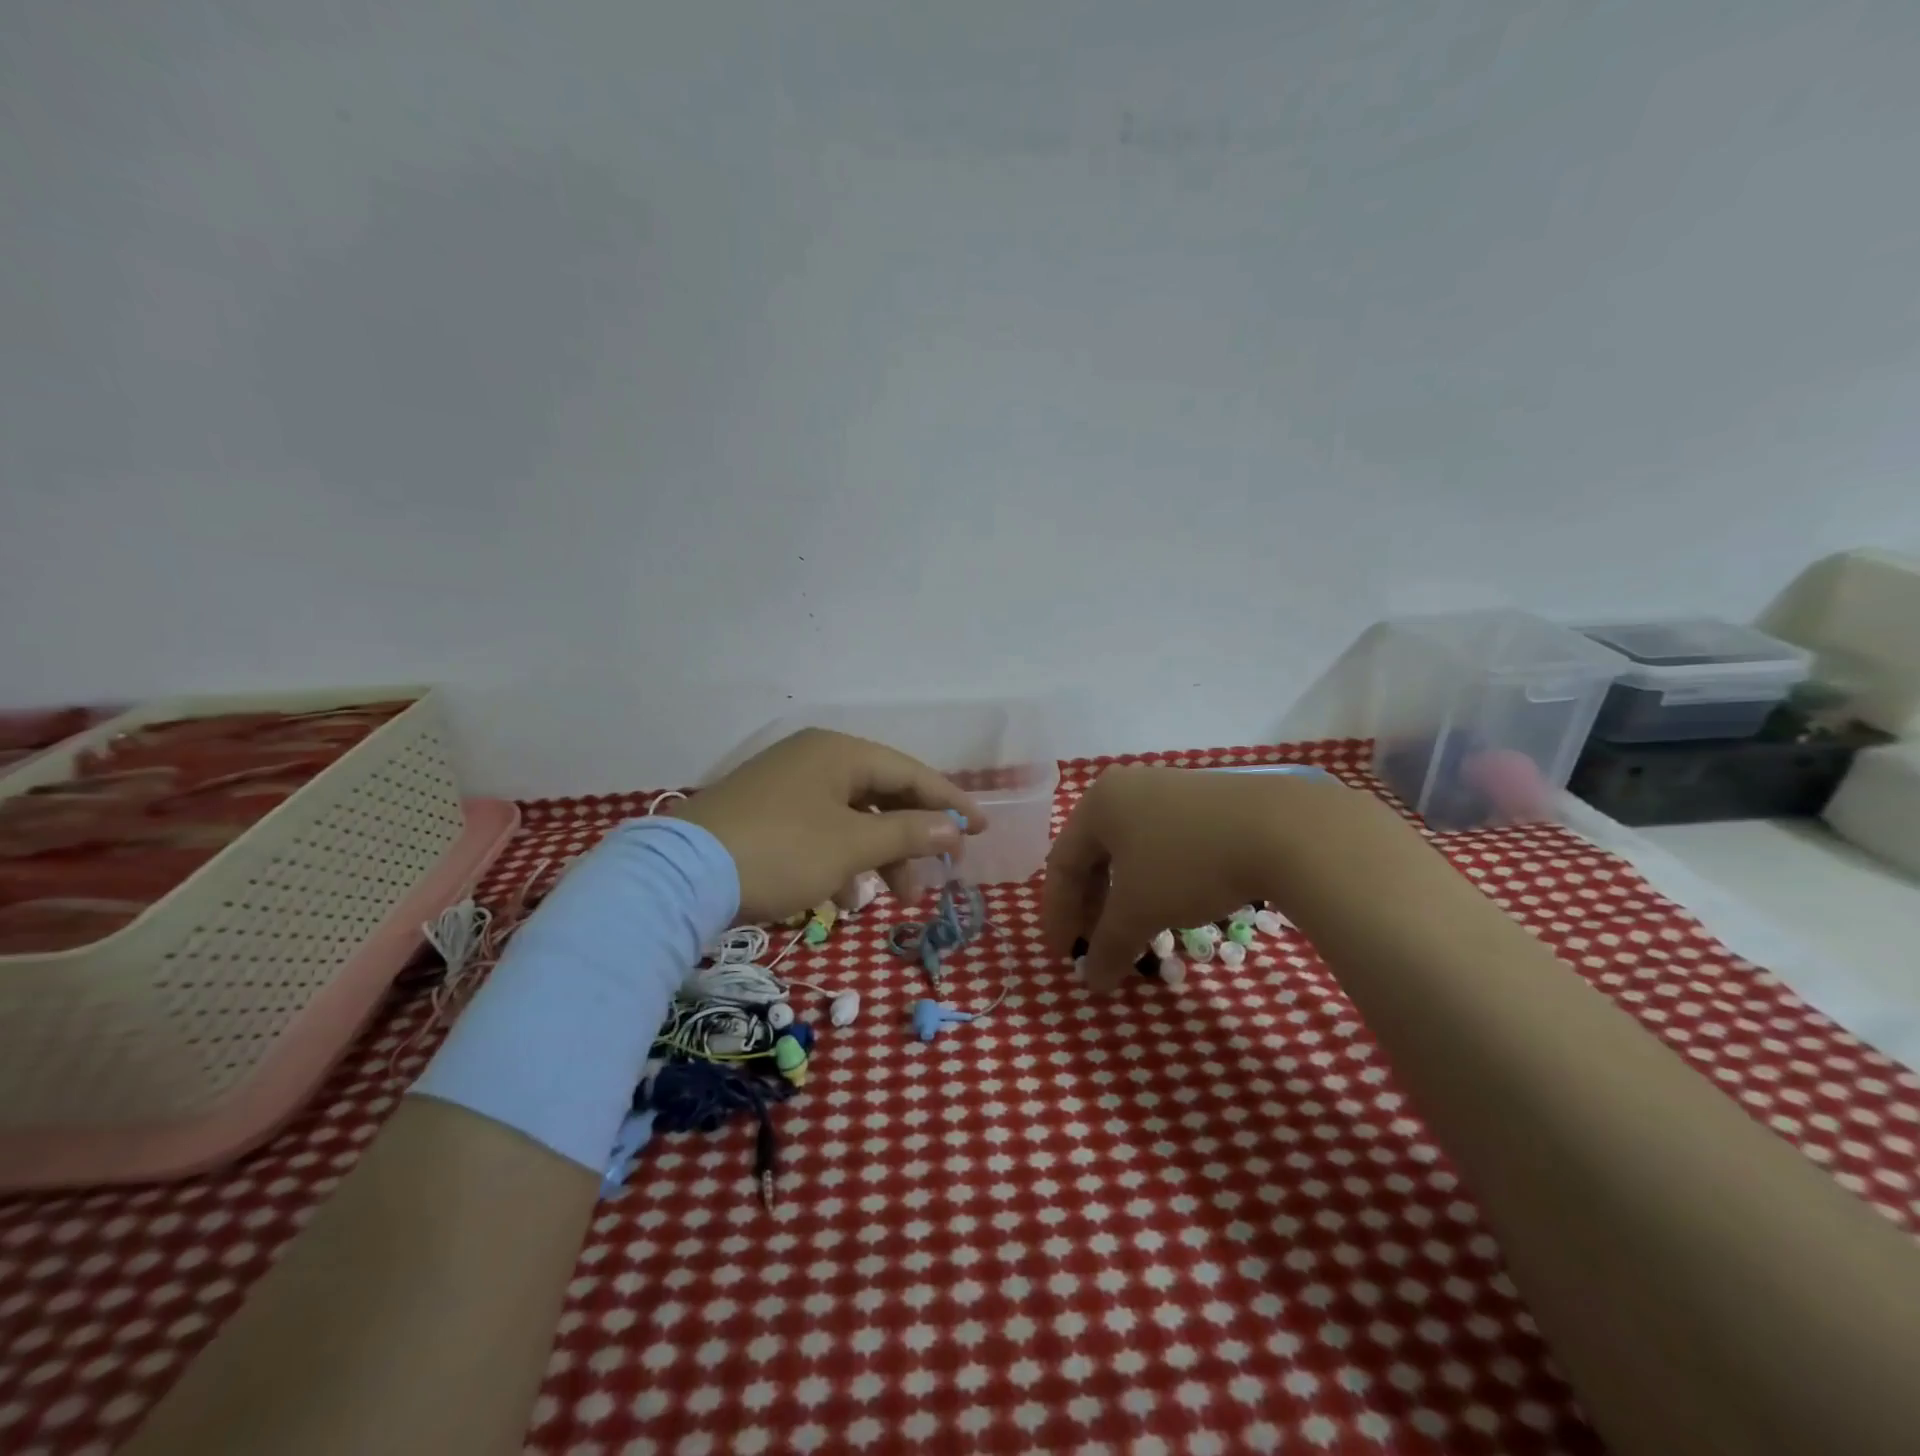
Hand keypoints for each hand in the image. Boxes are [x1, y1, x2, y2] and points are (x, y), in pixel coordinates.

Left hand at [669, 729, 985, 921]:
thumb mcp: (851, 845)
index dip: (949, 803)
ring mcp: (785, 785)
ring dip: (876, 857)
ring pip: (850, 818)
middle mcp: (814, 759)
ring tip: (890, 899)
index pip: (909, 773)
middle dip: (909, 840)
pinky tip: (840, 899)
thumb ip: (907, 833)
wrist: (679, 878)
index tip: (981, 831)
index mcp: (839, 752)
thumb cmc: (781, 851)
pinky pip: (819, 831)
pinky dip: (839, 861)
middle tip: (932, 878)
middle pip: (881, 797)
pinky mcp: (763, 814)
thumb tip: (953, 828)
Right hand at [1041, 765, 1357, 990]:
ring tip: (1133, 932)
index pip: (1061, 863)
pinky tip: (1170, 905)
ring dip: (1123, 896)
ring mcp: (1167, 790)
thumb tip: (1092, 982)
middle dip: (1091, 907)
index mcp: (1098, 804)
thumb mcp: (1140, 911)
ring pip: (1129, 851)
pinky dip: (1154, 880)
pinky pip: (1161, 844)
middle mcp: (1126, 789)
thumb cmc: (1189, 864)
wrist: (1282, 829)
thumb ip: (1108, 946)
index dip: (1058, 914)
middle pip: (1093, 855)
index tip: (1063, 956)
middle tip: (1094, 946)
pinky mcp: (1204, 801)